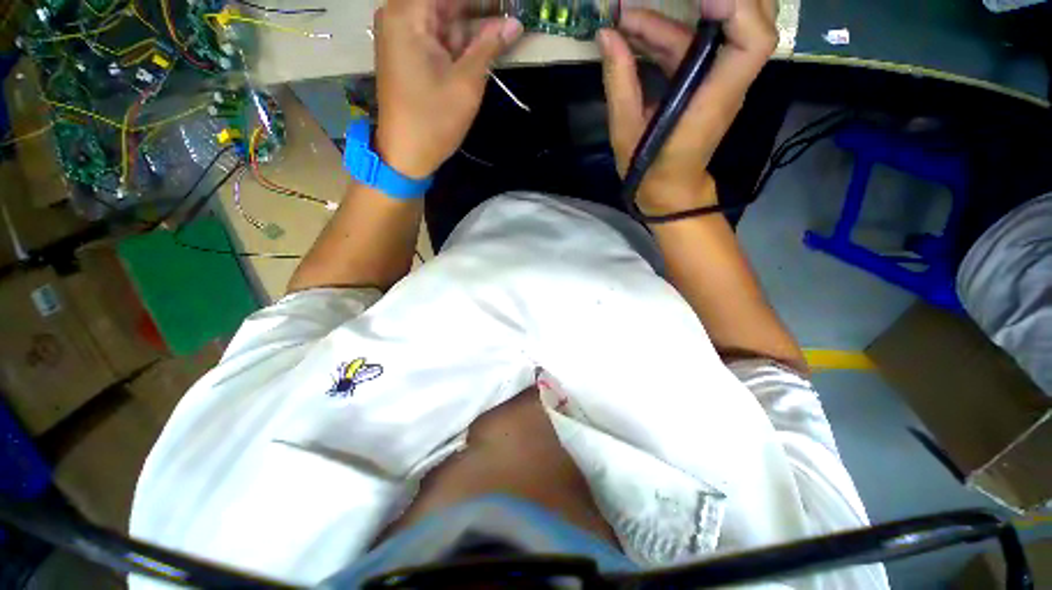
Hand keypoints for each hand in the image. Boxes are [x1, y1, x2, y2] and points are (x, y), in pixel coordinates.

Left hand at [373, 0, 522, 179]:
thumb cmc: (434, 120)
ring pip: (444, 18)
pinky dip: (461, 40)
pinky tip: (485, 43)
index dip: (481, 1)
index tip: (508, 6)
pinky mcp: (408, 54)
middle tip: (510, 15)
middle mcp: (400, 15)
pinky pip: (438, 36)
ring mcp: (402, 35)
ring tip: (505, 29)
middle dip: (479, 10)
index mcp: (407, 14)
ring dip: (473, 25)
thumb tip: (515, 23)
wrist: (406, 154)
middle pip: (445, 2)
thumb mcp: (466, 83)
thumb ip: (489, 47)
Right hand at [599, 0, 777, 215]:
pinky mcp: (705, 81)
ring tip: (630, 13)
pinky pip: (696, 44)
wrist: (669, 192)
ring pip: (721, 25)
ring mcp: (718, 79)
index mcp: (712, 100)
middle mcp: (726, 82)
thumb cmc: (648, 171)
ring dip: (683, 9)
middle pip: (755, 18)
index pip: (752, 43)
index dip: (737, 9)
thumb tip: (606, 36)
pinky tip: (634, 31)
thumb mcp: (626, 133)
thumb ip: (619, 83)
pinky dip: (667, 32)